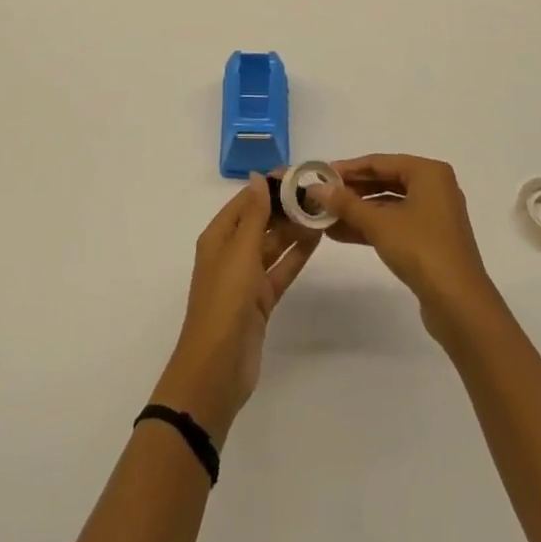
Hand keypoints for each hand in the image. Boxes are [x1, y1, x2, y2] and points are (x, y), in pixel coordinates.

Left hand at [153, 173, 319, 442]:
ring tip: (323, 211)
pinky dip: (297, 255)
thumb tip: (259, 177)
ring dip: (294, 229)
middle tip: (318, 192)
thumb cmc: (224, 301)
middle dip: (285, 206)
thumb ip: (254, 215)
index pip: (245, 201)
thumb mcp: (239, 252)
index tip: (298, 173)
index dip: (269, 186)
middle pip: (260, 221)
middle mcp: (230, 252)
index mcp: (218, 237)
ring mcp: (246, 277)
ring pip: (273, 244)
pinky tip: (317, 239)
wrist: (217, 368)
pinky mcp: (261, 300)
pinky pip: (281, 269)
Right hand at [322, 154, 503, 342]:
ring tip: (325, 217)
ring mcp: (434, 216)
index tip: (320, 174)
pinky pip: (395, 224)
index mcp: (428, 172)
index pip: (380, 162)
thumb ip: (346, 203)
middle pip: (385, 182)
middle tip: (321, 196)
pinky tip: (342, 234)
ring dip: (358, 212)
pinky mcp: (430, 240)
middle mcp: (434, 188)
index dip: (348, 168)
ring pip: (389, 206)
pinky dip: (371, 227)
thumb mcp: (378, 223)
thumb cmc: (420, 249)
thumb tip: (315, 188)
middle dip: (352, 191)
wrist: (459, 304)